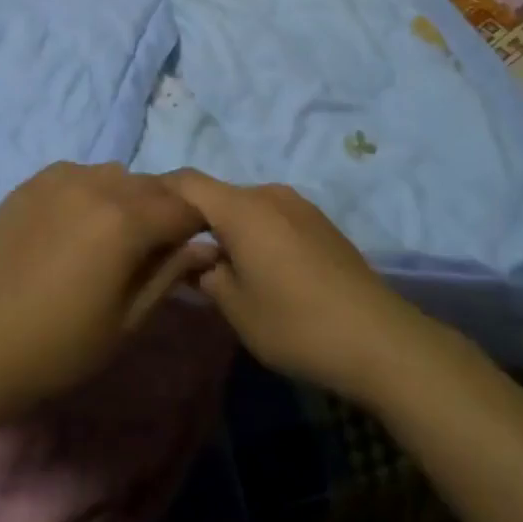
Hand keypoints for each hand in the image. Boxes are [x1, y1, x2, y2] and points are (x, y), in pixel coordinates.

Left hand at [0, 163, 217, 418]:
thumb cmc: (58, 346)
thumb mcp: (126, 322)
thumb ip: (169, 274)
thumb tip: (205, 247)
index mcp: (126, 220)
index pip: (184, 207)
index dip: (197, 227)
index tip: (193, 250)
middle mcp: (97, 184)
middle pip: (152, 186)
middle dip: (165, 211)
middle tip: (156, 248)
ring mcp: (61, 177)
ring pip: (116, 175)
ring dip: (129, 198)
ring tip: (113, 237)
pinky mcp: (33, 181)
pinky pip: (80, 174)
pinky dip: (92, 191)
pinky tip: (76, 226)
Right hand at [162, 170, 436, 406]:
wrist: (379, 339)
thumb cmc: (297, 324)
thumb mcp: (238, 309)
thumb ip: (207, 277)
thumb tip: (197, 260)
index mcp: (241, 208)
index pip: (187, 182)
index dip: (161, 192)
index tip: (143, 214)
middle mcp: (268, 194)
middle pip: (218, 194)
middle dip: (195, 218)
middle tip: (178, 252)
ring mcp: (298, 205)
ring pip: (246, 206)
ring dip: (228, 227)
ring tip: (220, 264)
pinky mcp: (319, 222)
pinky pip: (272, 216)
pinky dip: (255, 232)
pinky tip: (261, 268)